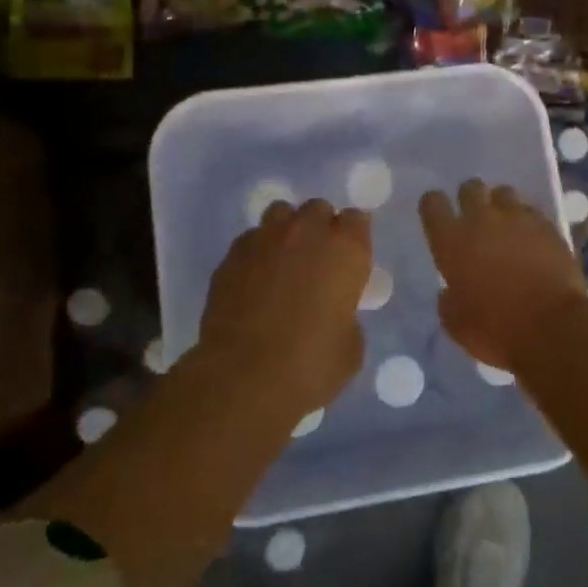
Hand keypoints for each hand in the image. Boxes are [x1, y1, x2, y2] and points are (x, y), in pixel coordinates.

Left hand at [199, 199, 372, 407]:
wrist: (244, 378)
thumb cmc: (311, 365)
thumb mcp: (350, 346)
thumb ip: (346, 315)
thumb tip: (333, 313)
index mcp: (345, 250)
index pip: (356, 219)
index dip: (353, 237)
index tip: (350, 260)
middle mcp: (306, 233)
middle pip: (317, 209)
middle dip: (320, 228)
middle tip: (318, 260)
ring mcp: (264, 240)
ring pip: (280, 213)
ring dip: (287, 230)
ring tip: (284, 260)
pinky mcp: (231, 256)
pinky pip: (250, 239)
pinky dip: (257, 252)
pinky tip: (255, 278)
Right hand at [420, 180, 587, 370]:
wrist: (553, 329)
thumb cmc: (495, 330)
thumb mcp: (455, 324)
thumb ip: (448, 299)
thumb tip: (451, 291)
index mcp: (452, 241)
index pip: (432, 203)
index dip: (434, 207)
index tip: (439, 218)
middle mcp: (482, 220)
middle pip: (470, 188)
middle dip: (470, 198)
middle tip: (475, 219)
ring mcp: (518, 219)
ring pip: (504, 193)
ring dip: (501, 206)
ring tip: (506, 226)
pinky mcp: (548, 226)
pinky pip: (532, 212)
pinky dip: (528, 222)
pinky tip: (532, 240)